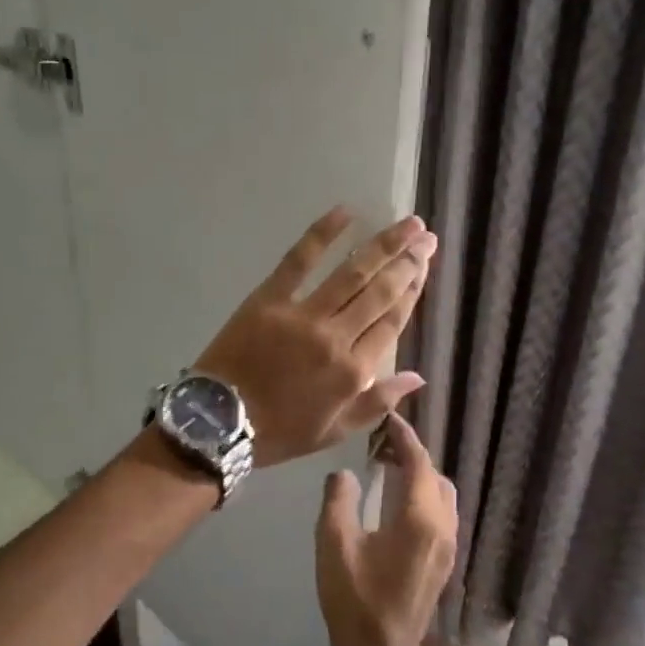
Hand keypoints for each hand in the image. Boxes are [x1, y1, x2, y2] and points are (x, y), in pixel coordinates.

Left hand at [194, 208, 435, 466]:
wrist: (218, 423)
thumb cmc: (278, 432)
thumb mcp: (334, 432)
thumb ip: (378, 403)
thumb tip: (418, 377)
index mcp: (353, 371)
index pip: (393, 321)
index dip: (412, 290)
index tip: (425, 266)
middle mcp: (336, 338)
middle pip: (380, 291)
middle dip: (408, 261)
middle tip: (427, 236)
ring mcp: (303, 314)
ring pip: (352, 273)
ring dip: (383, 245)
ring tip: (407, 224)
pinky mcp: (269, 298)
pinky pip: (300, 260)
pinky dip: (322, 234)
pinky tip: (345, 213)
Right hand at [315, 413, 457, 645]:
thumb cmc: (355, 600)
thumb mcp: (334, 545)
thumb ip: (339, 500)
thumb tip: (345, 474)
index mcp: (420, 520)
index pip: (419, 463)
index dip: (404, 437)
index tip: (388, 418)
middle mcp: (443, 529)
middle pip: (435, 477)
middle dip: (412, 455)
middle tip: (381, 444)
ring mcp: (447, 549)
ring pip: (442, 497)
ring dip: (420, 476)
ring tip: (387, 469)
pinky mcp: (443, 564)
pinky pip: (440, 515)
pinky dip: (423, 497)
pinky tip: (396, 504)